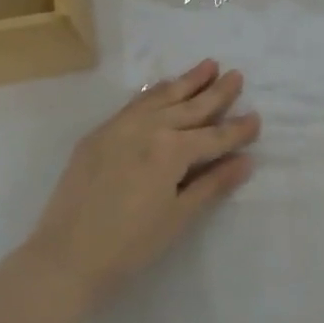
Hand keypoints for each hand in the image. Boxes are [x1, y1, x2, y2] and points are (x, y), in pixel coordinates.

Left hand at [22, 60, 258, 312]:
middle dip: (216, 92)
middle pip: (191, 107)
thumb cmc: (130, 245)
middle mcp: (149, 128)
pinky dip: (154, 92)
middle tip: (236, 75)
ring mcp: (120, 127)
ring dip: (187, 81)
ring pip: (162, 97)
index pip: (214, 136)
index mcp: (172, 150)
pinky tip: (163, 87)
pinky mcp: (99, 134)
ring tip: (208, 65)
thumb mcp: (179, 216)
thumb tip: (245, 161)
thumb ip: (213, 183)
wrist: (66, 256)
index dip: (238, 130)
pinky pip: (134, 104)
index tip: (257, 118)